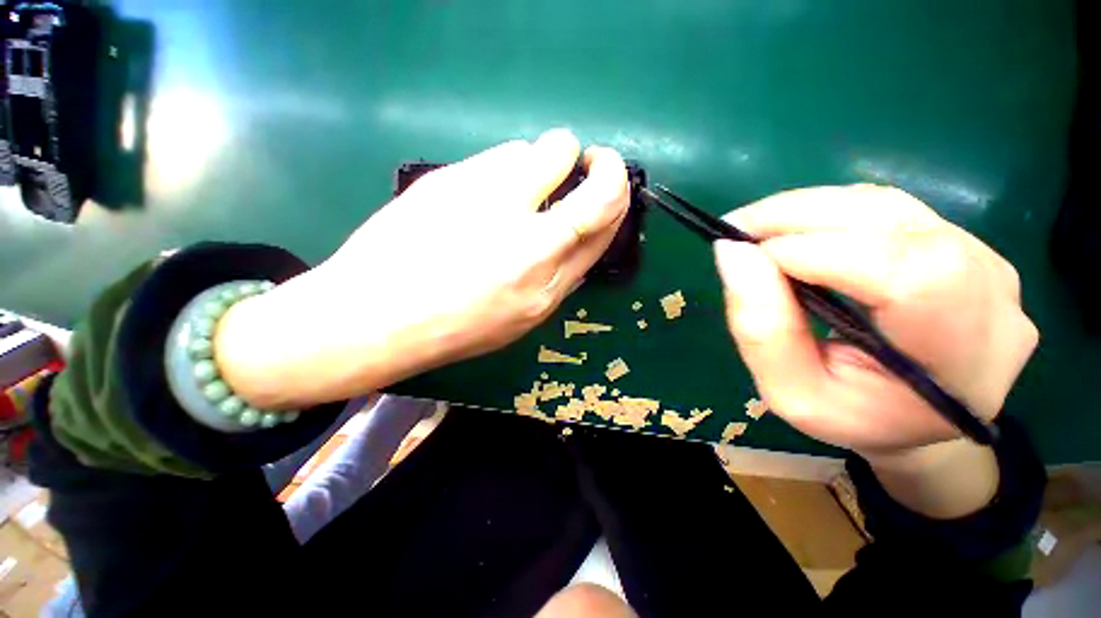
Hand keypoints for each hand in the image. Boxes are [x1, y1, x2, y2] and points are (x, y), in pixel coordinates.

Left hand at [217, 129, 629, 407]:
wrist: (376, 317)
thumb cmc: (452, 328)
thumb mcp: (518, 320)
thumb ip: (555, 281)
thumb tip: (574, 243)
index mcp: (547, 286)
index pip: (604, 231)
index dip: (616, 202)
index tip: (608, 186)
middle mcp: (533, 244)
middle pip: (600, 190)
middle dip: (608, 168)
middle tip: (592, 162)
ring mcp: (495, 205)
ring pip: (550, 152)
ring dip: (549, 160)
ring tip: (522, 183)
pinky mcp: (458, 178)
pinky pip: (505, 153)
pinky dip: (509, 164)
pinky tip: (484, 188)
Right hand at [713, 185, 1037, 457]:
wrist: (912, 416)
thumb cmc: (853, 416)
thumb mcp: (791, 395)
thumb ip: (761, 331)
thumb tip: (732, 253)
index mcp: (963, 360)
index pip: (908, 276)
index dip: (820, 253)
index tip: (746, 254)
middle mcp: (992, 295)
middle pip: (898, 224)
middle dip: (801, 216)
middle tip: (736, 227)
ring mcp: (984, 260)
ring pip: (888, 205)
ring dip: (809, 209)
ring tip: (755, 228)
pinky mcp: (960, 242)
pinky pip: (888, 208)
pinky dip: (828, 211)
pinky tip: (792, 229)